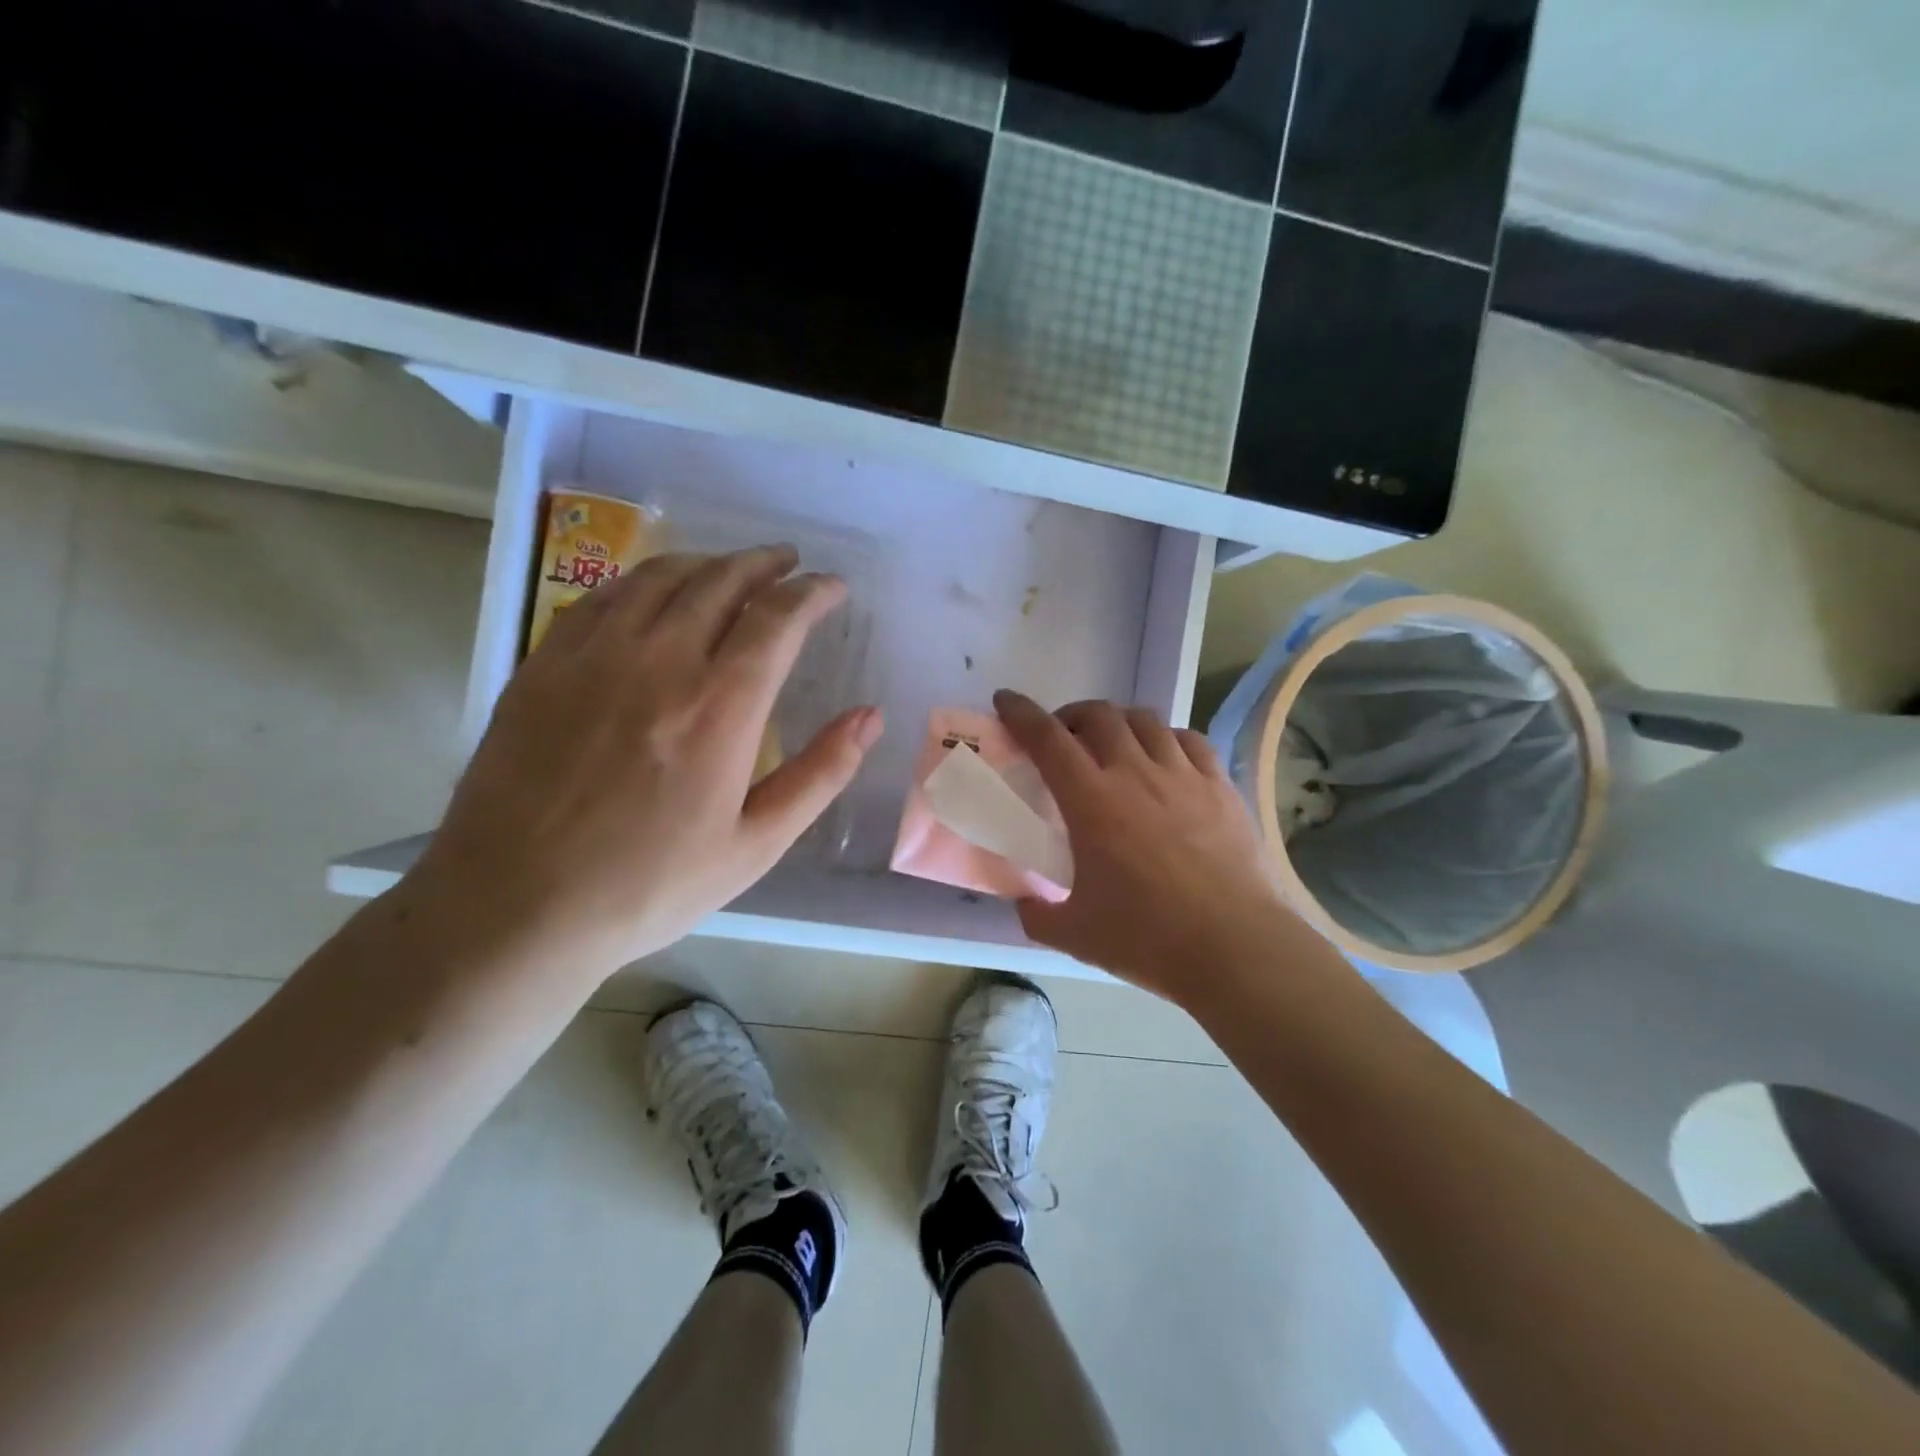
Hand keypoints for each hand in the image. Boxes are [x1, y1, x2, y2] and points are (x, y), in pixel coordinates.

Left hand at [410, 545, 882, 984]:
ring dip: (708, 562)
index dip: (812, 593)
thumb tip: (870, 717)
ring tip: (731, 569)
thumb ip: (820, 774)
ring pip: (660, 577)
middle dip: (764, 563)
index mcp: (720, 707)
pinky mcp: (545, 664)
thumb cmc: (650, 884)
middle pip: (721, 581)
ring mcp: (594, 656)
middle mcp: (660, 662)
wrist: (516, 905)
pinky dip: (645, 581)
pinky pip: (604, 596)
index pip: (777, 618)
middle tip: (788, 562)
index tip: (831, 587)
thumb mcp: (755, 845)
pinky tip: (655, 593)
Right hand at [994, 690, 1300, 1003]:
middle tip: (1062, 737)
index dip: (1021, 713)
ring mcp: (1182, 775)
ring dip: (1118, 722)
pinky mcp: (1219, 786)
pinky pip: (1188, 740)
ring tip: (1112, 744)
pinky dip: (1165, 738)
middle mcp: (1135, 773)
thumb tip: (1026, 903)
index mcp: (1091, 801)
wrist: (1234, 947)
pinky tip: (1164, 757)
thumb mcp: (1074, 934)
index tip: (1005, 700)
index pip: (1047, 738)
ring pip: (1145, 720)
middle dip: (1071, 715)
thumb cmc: (1148, 938)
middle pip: (1098, 715)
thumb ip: (1037, 915)